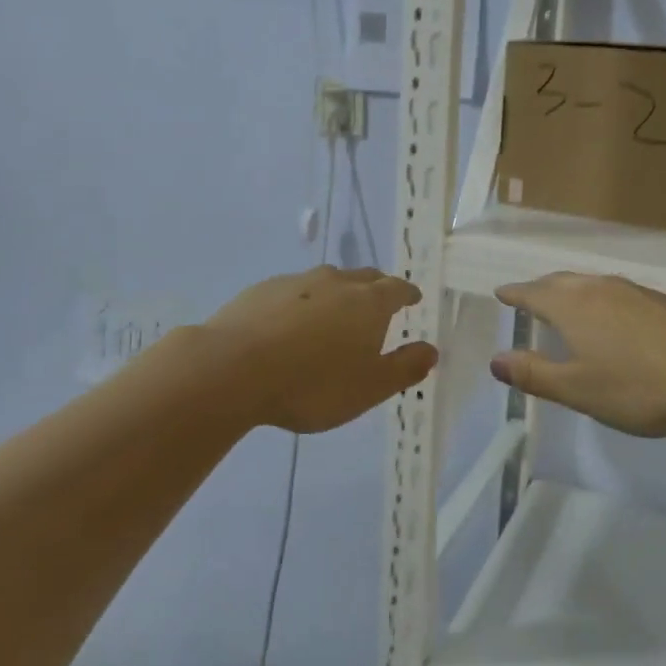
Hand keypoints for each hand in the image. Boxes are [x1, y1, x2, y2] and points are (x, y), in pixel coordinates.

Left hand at [200, 266, 437, 433]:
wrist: (233, 368)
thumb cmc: (312, 384)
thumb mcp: (368, 388)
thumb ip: (404, 368)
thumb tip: (431, 351)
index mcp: (368, 303)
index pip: (397, 289)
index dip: (407, 294)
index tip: (413, 299)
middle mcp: (336, 282)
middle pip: (364, 277)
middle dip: (376, 288)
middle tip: (379, 304)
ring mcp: (297, 281)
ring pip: (327, 280)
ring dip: (338, 293)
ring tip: (335, 314)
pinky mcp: (262, 289)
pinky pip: (293, 290)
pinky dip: (302, 301)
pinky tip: (290, 323)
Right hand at [490, 272, 665, 438]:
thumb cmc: (641, 386)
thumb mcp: (579, 389)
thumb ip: (535, 374)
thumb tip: (495, 360)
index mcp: (572, 306)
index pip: (532, 293)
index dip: (514, 294)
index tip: (500, 293)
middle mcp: (599, 288)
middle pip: (560, 282)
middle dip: (539, 289)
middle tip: (526, 297)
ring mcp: (634, 291)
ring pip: (589, 285)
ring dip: (569, 291)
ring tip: (563, 305)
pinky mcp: (662, 301)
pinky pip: (614, 292)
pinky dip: (597, 299)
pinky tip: (610, 318)